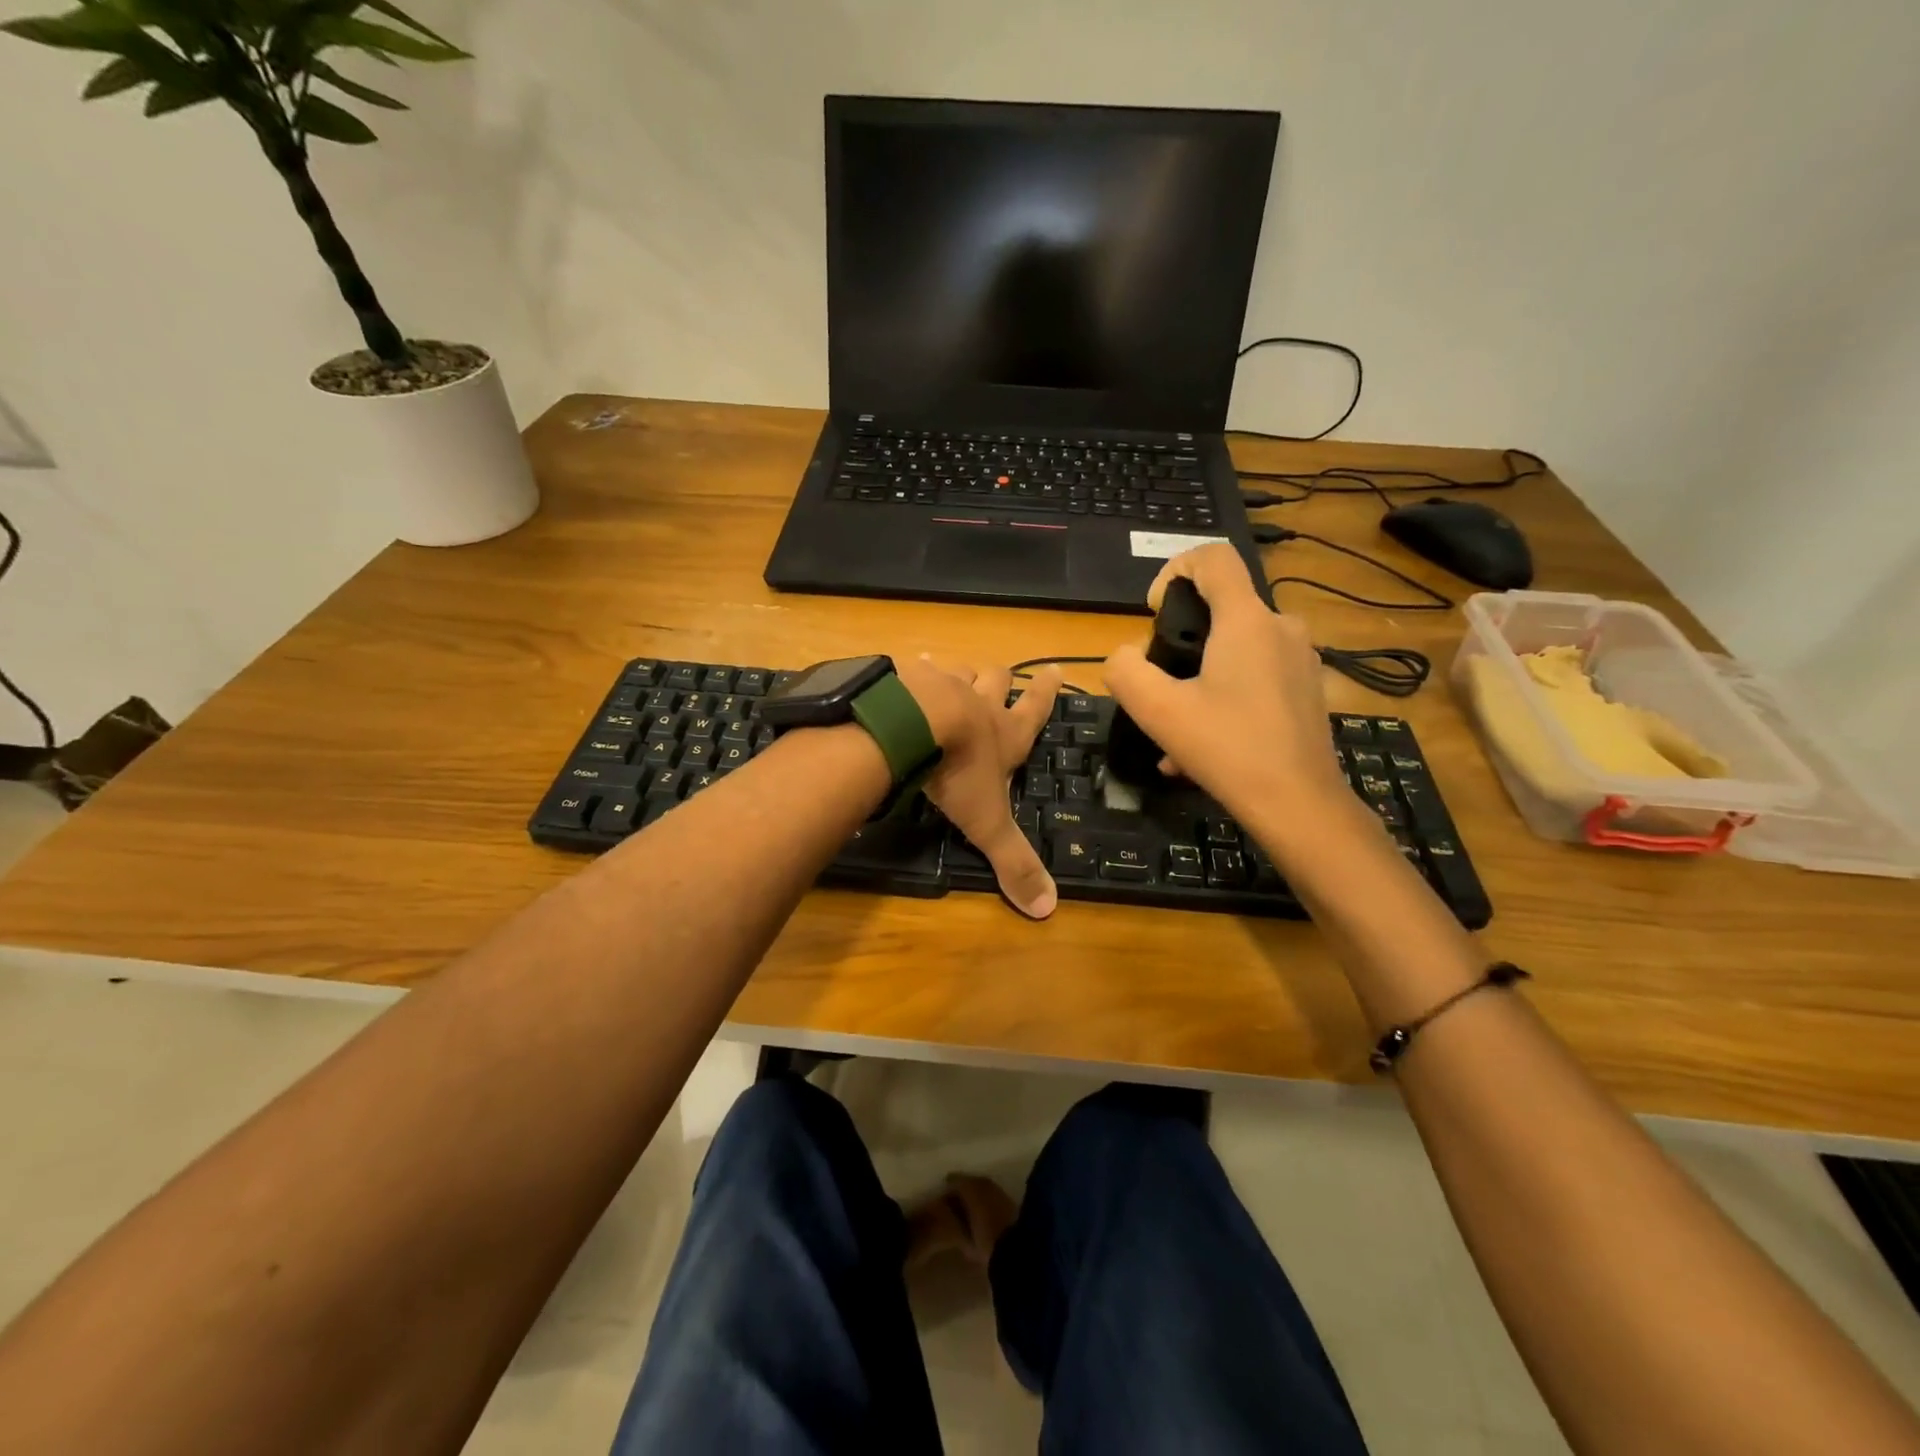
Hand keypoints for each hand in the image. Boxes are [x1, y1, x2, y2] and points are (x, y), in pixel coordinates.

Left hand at [893, 655, 1060, 918]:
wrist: (910, 725)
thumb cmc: (957, 772)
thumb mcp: (987, 823)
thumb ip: (1013, 860)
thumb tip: (1047, 908)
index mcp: (1005, 733)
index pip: (1036, 708)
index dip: (1047, 691)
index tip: (1055, 670)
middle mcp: (978, 701)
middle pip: (997, 679)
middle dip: (1002, 679)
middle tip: (1001, 677)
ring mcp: (941, 683)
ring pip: (958, 670)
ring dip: (958, 674)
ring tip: (949, 674)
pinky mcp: (906, 675)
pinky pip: (913, 667)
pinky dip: (913, 669)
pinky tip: (904, 670)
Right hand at [1103, 544, 1351, 837]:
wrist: (1299, 805)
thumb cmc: (1227, 749)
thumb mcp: (1157, 710)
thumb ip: (1125, 671)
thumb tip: (1123, 656)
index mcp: (1246, 620)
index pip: (1212, 557)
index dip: (1174, 569)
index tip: (1155, 614)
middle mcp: (1280, 628)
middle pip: (1222, 607)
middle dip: (1182, 640)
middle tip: (1161, 685)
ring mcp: (1300, 660)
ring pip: (1237, 649)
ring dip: (1200, 678)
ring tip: (1175, 730)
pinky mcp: (1307, 690)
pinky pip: (1255, 678)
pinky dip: (1225, 699)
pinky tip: (1203, 749)